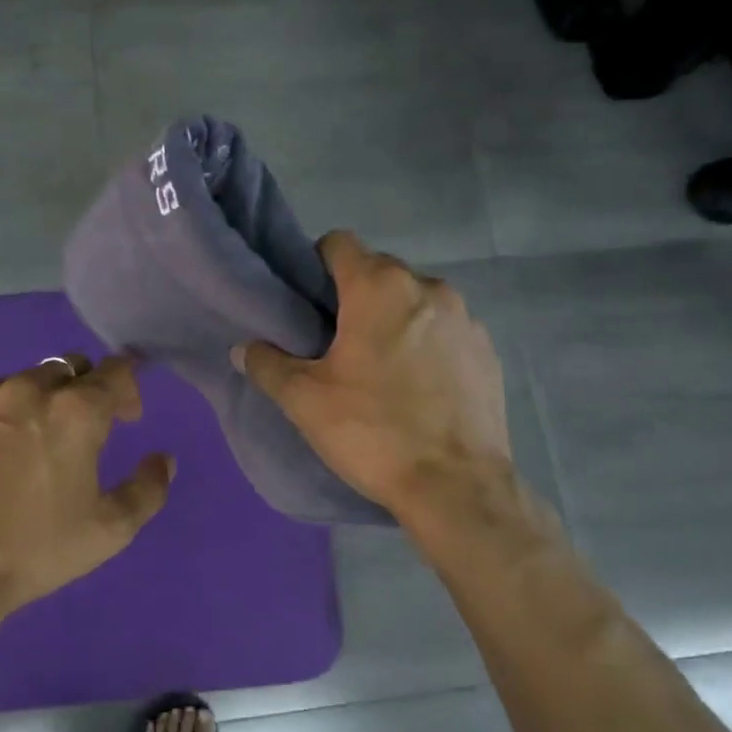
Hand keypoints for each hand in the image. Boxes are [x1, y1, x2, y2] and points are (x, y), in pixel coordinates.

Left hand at [0, 355, 174, 616]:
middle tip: (81, 429)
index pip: (116, 370)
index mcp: (77, 411)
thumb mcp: (111, 529)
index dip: (129, 388)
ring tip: (32, 440)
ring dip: (39, 400)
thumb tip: (163, 459)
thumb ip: (148, 487)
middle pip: (69, 368)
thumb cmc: (38, 548)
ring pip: (23, 380)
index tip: (127, 417)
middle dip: (84, 390)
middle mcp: (30, 389)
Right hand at [233, 232, 510, 522]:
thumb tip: (243, 349)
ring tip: (379, 367)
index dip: (314, 264)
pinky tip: (418, 387)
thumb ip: (267, 365)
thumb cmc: (373, 432)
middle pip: (379, 271)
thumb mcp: (305, 401)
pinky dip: (427, 344)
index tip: (306, 302)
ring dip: (393, 320)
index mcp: (380, 288)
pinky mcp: (488, 351)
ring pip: (415, 301)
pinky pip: (445, 331)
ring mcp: (466, 319)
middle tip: (335, 341)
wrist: (457, 487)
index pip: (339, 243)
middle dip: (354, 296)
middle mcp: (428, 288)